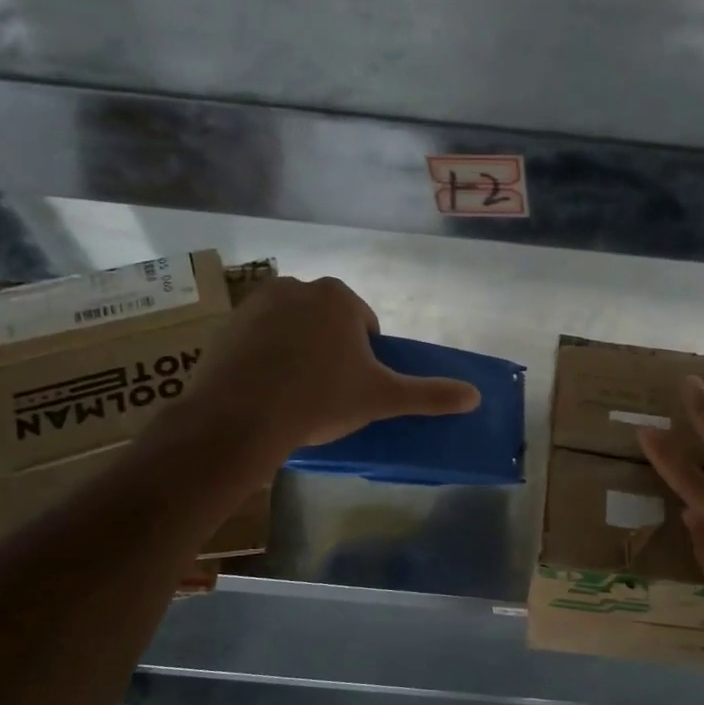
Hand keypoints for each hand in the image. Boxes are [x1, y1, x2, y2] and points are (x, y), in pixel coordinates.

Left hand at [167, 276, 480, 473]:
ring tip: (295, 394)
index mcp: (339, 297)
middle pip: (328, 323)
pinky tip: (265, 389)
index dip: (365, 359)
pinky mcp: (228, 324)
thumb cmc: (320, 399)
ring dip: (299, 352)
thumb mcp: (382, 398)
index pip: (365, 326)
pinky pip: (259, 338)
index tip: (353, 387)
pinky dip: (266, 356)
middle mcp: (298, 287)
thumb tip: (475, 396)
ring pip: (293, 328)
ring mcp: (258, 303)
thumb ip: (429, 395)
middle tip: (326, 393)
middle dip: (331, 352)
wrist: (241, 417)